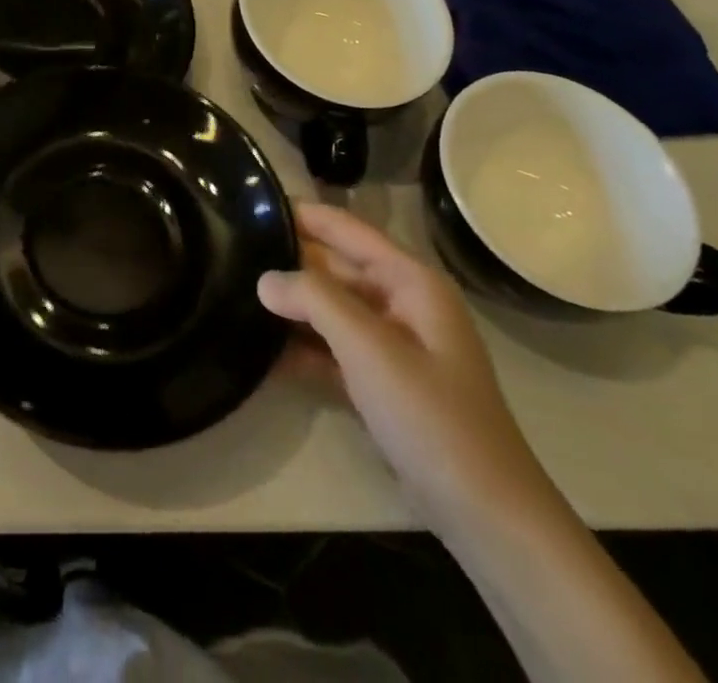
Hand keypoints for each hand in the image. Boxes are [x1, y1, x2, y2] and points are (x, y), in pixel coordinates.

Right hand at [259, 203, 562, 534]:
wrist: (485, 514)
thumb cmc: (431, 415)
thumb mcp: (370, 348)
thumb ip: (314, 301)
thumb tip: (265, 278)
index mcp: (410, 281)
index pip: (347, 229)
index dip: (304, 214)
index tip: (253, 203)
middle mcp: (401, 303)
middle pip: (336, 268)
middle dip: (290, 261)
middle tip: (232, 250)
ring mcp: (392, 346)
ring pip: (331, 311)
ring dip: (292, 308)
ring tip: (235, 292)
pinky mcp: (381, 384)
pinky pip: (334, 351)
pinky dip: (303, 350)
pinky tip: (260, 352)